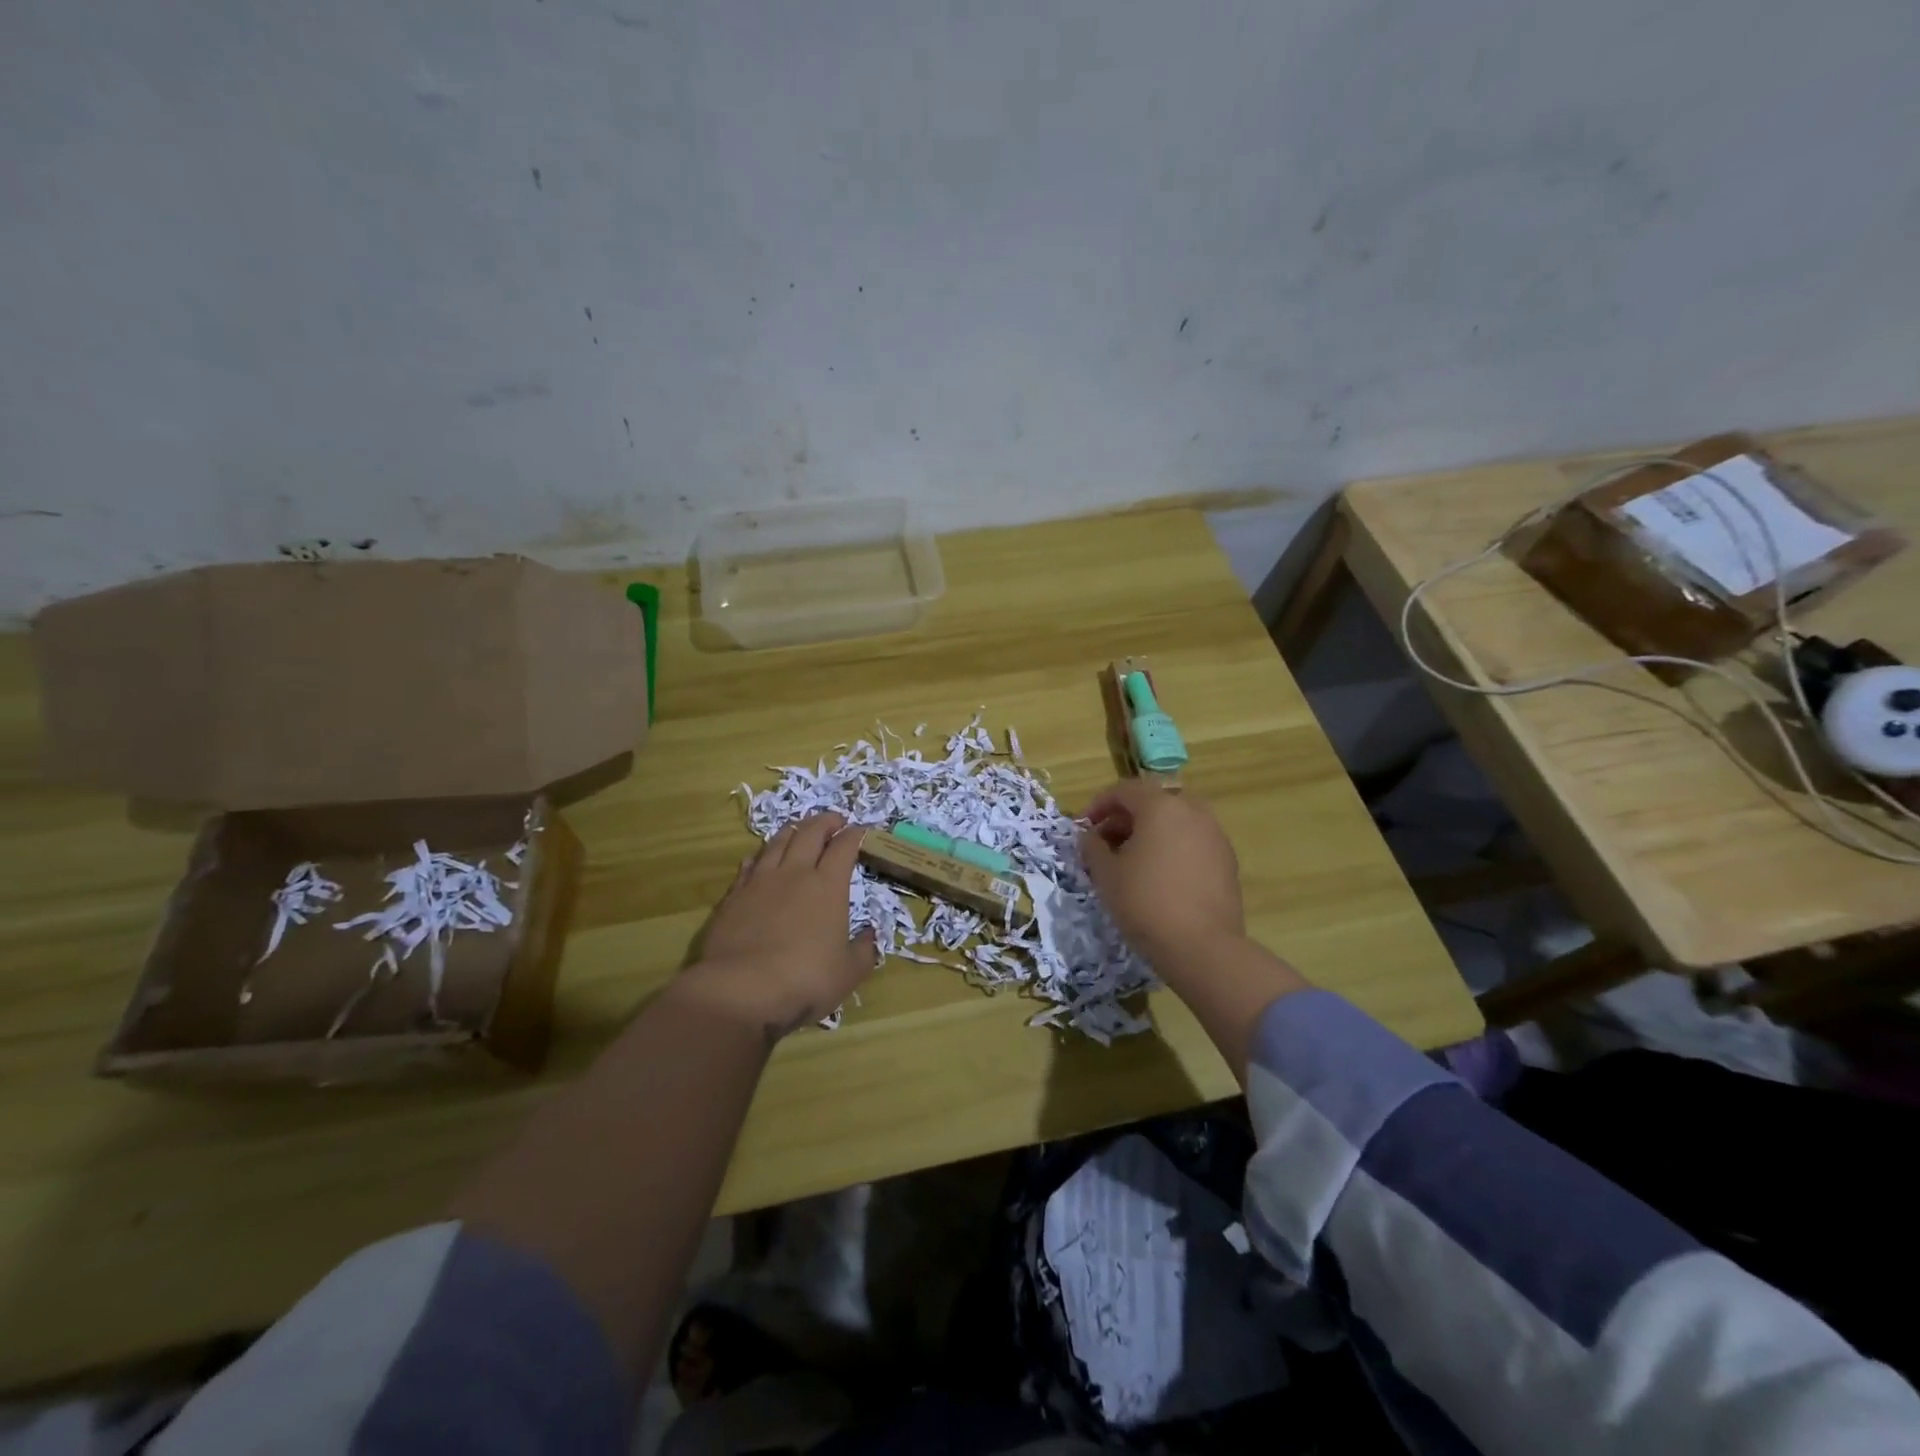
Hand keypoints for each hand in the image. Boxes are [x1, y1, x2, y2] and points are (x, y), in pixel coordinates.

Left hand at [680, 813, 876, 1041]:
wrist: (741, 989)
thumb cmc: (804, 979)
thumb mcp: (848, 973)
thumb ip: (864, 951)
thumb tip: (870, 934)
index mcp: (828, 886)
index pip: (844, 846)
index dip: (855, 835)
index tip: (862, 831)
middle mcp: (795, 873)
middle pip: (810, 833)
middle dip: (826, 821)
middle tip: (834, 820)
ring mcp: (761, 881)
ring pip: (777, 842)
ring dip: (793, 831)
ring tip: (799, 829)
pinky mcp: (734, 895)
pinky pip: (750, 864)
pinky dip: (761, 856)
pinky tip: (761, 858)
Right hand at [1078, 780, 1244, 975]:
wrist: (1203, 947)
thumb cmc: (1145, 902)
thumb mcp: (1105, 874)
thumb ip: (1092, 847)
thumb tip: (1090, 836)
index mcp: (1161, 806)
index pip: (1124, 790)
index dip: (1098, 805)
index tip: (1083, 828)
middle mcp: (1192, 811)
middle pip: (1152, 803)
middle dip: (1125, 820)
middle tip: (1105, 845)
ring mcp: (1215, 835)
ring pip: (1174, 823)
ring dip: (1149, 834)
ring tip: (1131, 863)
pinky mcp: (1227, 861)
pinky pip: (1192, 843)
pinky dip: (1171, 849)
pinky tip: (1159, 878)